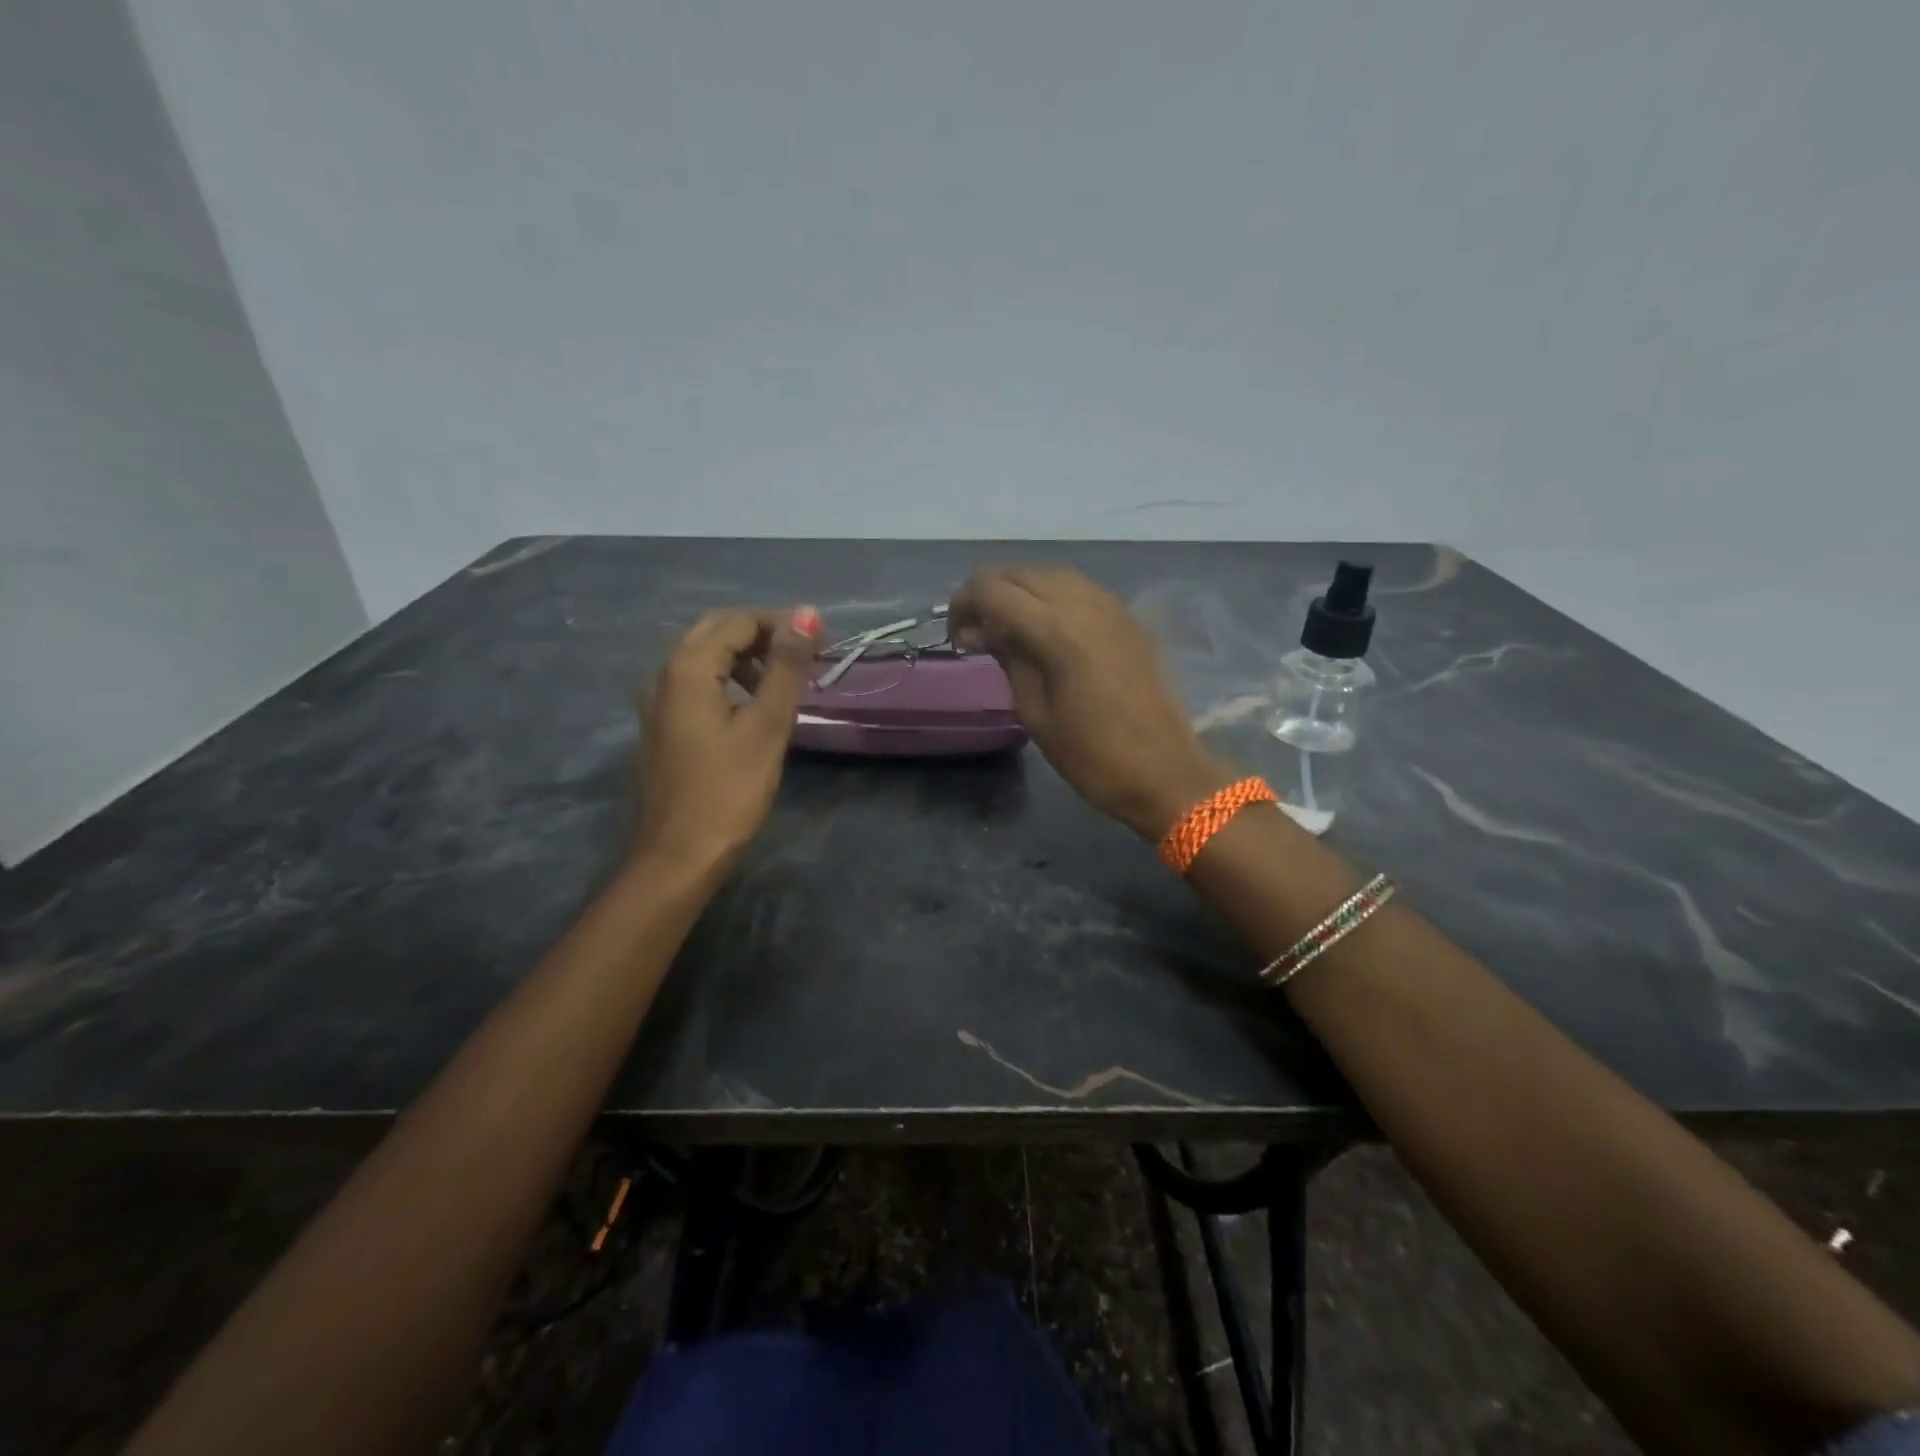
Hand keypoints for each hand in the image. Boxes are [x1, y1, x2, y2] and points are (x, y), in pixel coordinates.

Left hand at [632, 606, 821, 874]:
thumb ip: (786, 667)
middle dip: (762, 635)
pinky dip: (727, 679)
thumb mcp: (767, 726)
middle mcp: (664, 674)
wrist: (677, 856)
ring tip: (785, 681)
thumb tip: (807, 613)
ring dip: (745, 657)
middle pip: (716, 631)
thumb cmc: (728, 791)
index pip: (738, 622)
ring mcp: (658, 701)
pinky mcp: (662, 725)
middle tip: (804, 657)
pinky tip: (752, 705)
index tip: (821, 643)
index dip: (781, 624)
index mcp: (687, 668)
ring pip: (703, 656)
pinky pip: (695, 682)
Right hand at [948, 566, 1230, 838]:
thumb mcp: (1035, 713)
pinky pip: (1079, 589)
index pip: (993, 589)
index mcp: (1056, 630)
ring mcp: (1111, 607)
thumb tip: (982, 631)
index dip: (963, 604)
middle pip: (1020, 572)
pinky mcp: (1128, 619)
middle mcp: (1084, 603)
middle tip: (975, 632)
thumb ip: (1009, 659)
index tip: (955, 637)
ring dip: (1020, 591)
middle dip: (988, 593)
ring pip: (1051, 575)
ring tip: (1006, 628)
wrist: (1165, 772)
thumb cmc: (1092, 756)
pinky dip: (1051, 597)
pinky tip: (1044, 629)